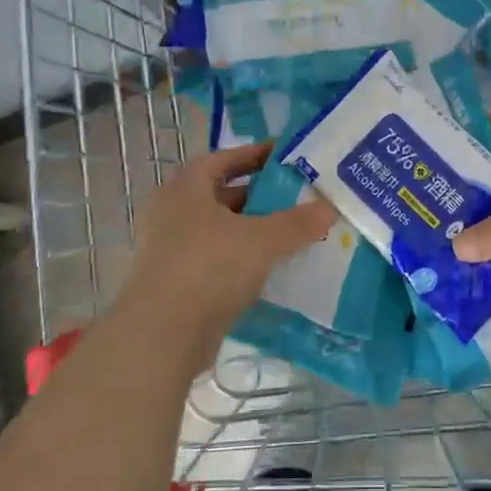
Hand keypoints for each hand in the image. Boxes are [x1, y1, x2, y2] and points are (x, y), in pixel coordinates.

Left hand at [115, 142, 335, 345]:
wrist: (161, 336)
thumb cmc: (208, 268)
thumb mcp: (261, 240)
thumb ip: (297, 223)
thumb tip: (329, 208)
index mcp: (185, 188)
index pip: (223, 159)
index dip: (255, 155)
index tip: (287, 156)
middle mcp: (172, 213)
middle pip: (222, 195)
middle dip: (260, 196)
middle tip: (298, 197)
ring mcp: (171, 250)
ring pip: (221, 231)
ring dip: (253, 230)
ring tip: (293, 233)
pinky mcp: (176, 283)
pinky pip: (216, 260)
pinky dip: (242, 259)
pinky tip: (272, 268)